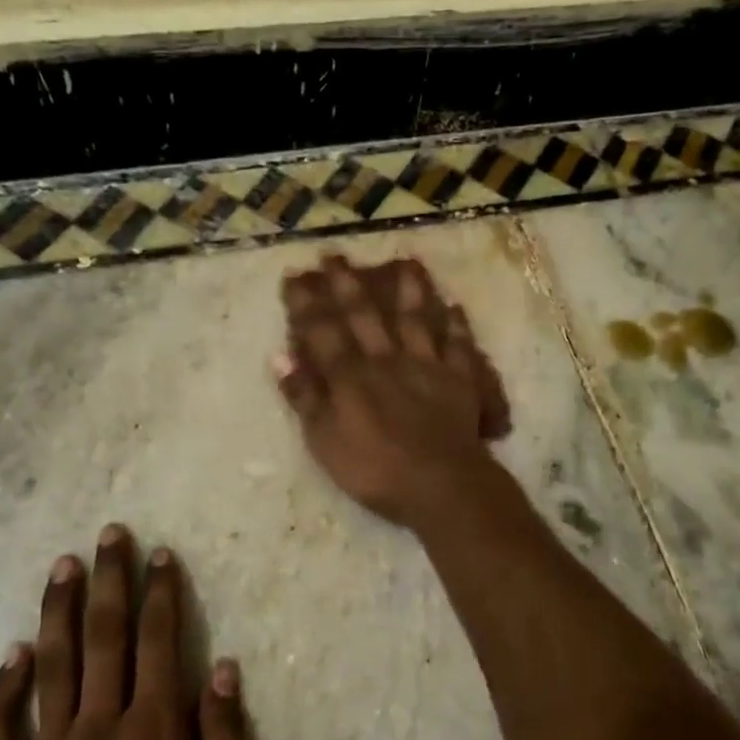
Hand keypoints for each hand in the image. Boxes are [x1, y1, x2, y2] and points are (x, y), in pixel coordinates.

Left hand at [0, 525, 266, 739]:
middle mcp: (98, 729)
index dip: (160, 593)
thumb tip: (220, 668)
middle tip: (109, 534)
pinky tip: (12, 654)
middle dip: (109, 580)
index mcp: (154, 734)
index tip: (160, 553)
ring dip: (57, 611)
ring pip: (51, 667)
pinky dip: (1, 689)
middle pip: (103, 638)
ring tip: (62, 564)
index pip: (158, 642)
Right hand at [275, 254, 504, 528]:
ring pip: (416, 319)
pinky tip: (455, 307)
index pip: (321, 330)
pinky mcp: (459, 380)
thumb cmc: (373, 469)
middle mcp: (386, 359)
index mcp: (349, 375)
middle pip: (364, 314)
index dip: (305, 303)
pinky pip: (458, 346)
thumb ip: (304, 397)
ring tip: (406, 262)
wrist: (440, 484)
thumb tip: (279, 356)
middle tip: (336, 255)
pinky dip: (456, 325)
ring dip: (409, 290)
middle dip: (347, 284)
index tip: (295, 275)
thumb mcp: (324, 440)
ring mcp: (426, 366)